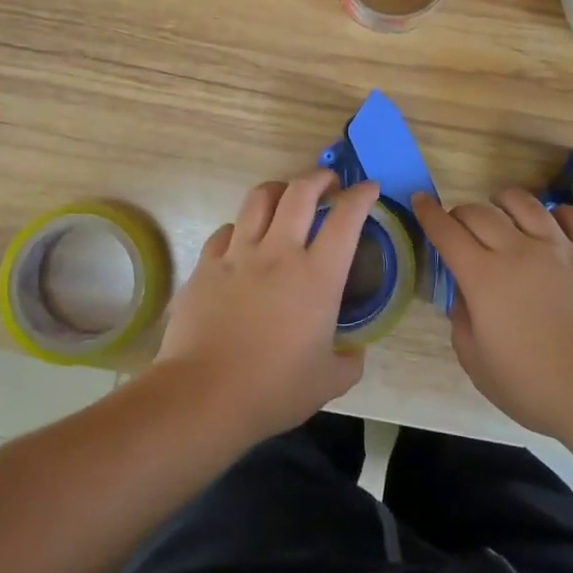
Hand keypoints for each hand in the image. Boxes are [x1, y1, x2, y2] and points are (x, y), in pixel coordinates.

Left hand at [155, 171, 376, 444]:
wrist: (204, 395)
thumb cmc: (273, 389)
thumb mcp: (328, 382)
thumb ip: (349, 360)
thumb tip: (354, 350)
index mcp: (317, 275)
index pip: (346, 218)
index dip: (361, 196)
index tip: (369, 188)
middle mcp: (279, 251)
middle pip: (300, 191)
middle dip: (319, 178)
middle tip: (328, 183)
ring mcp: (239, 253)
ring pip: (260, 198)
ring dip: (279, 189)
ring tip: (286, 197)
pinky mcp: (207, 264)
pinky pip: (227, 229)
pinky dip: (241, 227)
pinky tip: (243, 240)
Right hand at [413, 188, 572, 440]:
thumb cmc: (538, 387)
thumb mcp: (480, 367)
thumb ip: (463, 325)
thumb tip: (465, 300)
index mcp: (484, 277)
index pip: (447, 232)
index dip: (429, 213)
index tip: (420, 200)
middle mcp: (519, 251)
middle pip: (481, 212)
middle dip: (462, 212)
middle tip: (460, 224)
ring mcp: (561, 249)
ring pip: (526, 204)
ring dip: (505, 201)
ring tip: (502, 208)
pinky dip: (558, 213)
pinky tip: (554, 220)